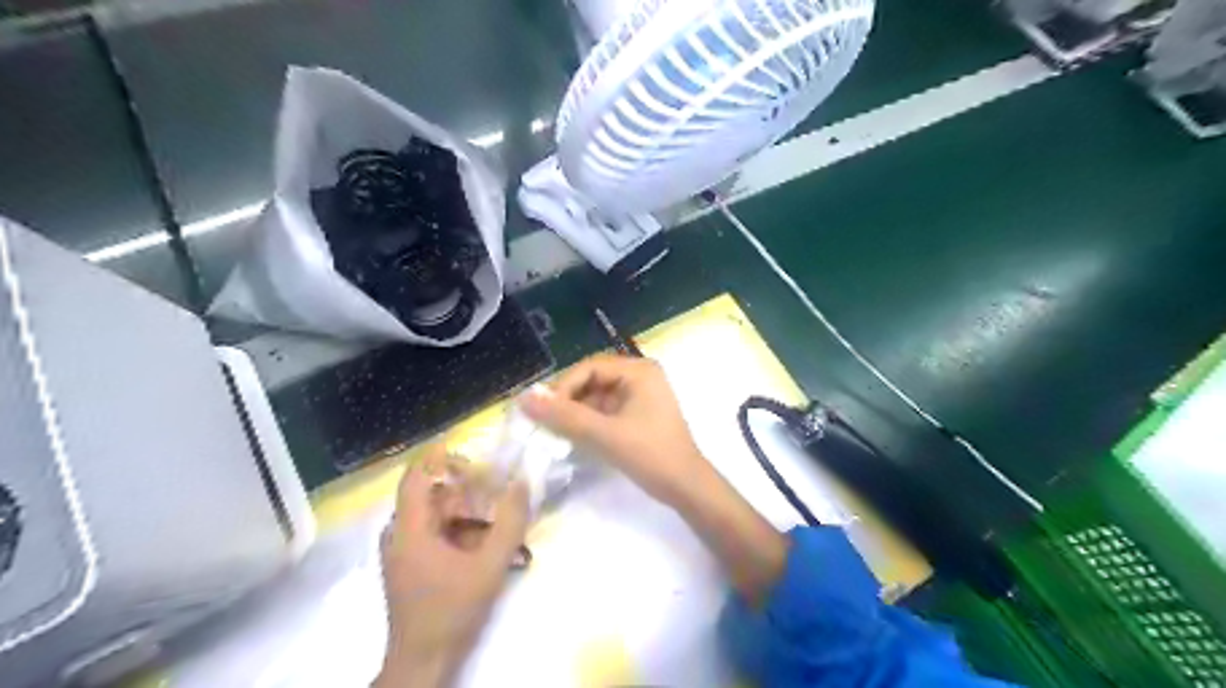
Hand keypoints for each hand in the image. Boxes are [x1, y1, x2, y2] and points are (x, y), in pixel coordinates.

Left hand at [374, 446, 527, 687]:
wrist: (423, 663)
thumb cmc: (452, 611)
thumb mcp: (489, 565)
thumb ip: (509, 523)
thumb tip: (522, 482)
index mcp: (409, 530)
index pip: (415, 475)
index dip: (440, 455)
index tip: (472, 449)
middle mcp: (398, 534)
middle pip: (429, 493)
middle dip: (462, 485)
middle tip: (494, 486)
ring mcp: (400, 552)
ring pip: (432, 513)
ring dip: (462, 508)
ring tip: (493, 515)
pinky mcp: (408, 566)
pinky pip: (431, 531)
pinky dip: (456, 527)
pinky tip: (480, 541)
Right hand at [518, 357, 783, 604]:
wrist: (687, 488)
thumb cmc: (651, 455)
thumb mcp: (605, 435)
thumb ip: (564, 416)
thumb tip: (524, 399)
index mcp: (639, 370)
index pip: (589, 368)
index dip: (562, 387)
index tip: (541, 411)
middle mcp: (641, 376)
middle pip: (592, 380)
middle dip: (568, 400)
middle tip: (544, 422)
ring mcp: (641, 395)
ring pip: (597, 396)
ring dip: (576, 412)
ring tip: (555, 433)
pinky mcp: (639, 414)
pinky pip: (606, 410)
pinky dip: (589, 422)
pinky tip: (574, 438)